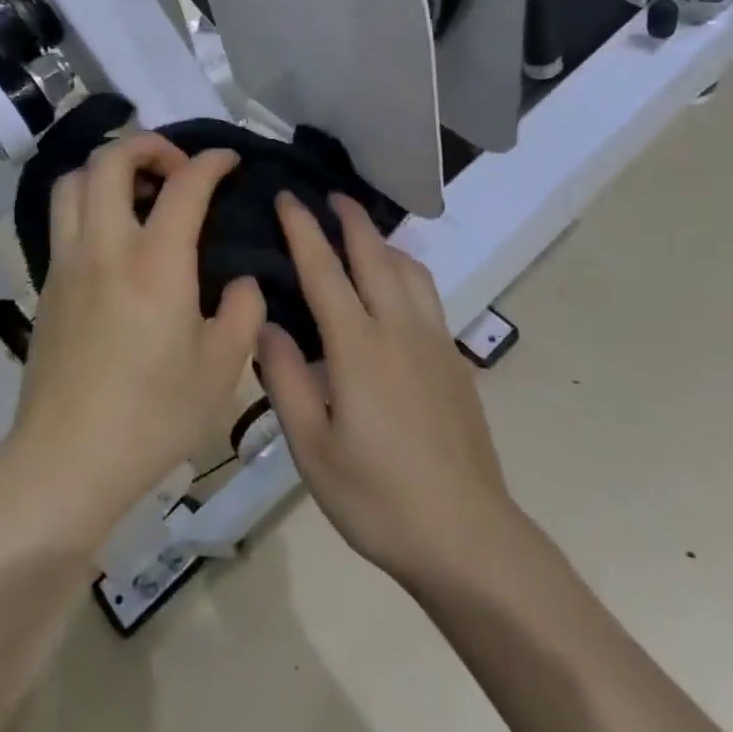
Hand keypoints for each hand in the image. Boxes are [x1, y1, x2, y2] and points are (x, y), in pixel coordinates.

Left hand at [6, 133, 264, 547]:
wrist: (66, 462)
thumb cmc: (153, 416)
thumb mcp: (222, 369)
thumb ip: (244, 312)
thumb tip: (242, 282)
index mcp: (155, 263)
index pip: (184, 185)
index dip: (211, 161)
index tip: (229, 160)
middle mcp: (105, 247)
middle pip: (110, 159)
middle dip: (148, 144)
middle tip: (177, 167)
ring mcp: (67, 263)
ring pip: (73, 181)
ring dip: (109, 168)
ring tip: (140, 191)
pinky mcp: (47, 285)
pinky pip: (63, 217)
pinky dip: (90, 200)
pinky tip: (116, 235)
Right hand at [256, 192, 518, 587]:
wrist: (467, 535)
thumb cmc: (378, 498)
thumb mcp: (312, 449)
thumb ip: (285, 380)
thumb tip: (265, 325)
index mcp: (358, 347)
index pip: (324, 271)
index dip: (303, 230)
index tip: (287, 197)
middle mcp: (399, 329)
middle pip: (375, 255)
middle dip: (351, 219)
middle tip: (330, 196)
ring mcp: (434, 342)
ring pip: (410, 269)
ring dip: (383, 241)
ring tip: (363, 234)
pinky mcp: (454, 360)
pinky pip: (427, 293)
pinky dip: (406, 269)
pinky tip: (396, 287)